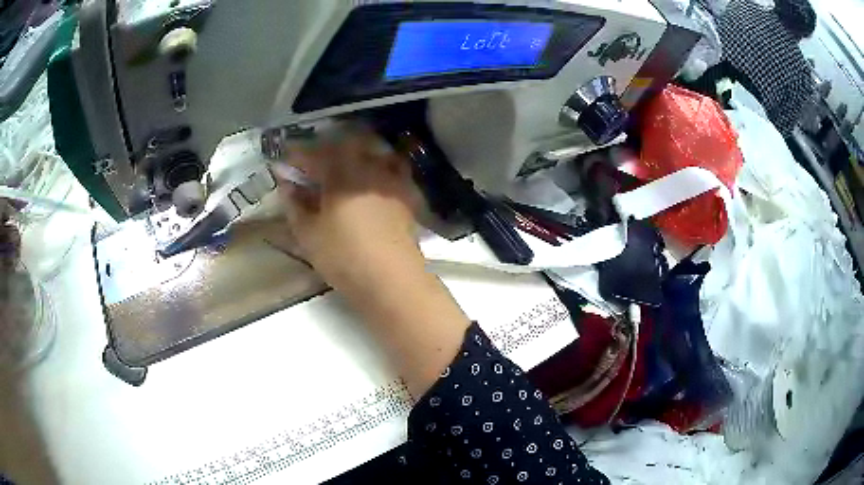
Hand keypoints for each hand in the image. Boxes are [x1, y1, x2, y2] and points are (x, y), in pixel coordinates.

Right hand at [275, 127, 421, 287]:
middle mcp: (369, 168)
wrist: (392, 280)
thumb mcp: (308, 235)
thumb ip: (295, 206)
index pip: (315, 155)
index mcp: (341, 173)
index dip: (298, 155)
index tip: (286, 161)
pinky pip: (394, 170)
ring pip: (373, 154)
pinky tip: (374, 184)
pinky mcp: (407, 196)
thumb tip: (287, 187)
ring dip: (356, 155)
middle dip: (327, 151)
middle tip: (314, 165)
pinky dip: (381, 169)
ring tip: (344, 170)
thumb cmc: (344, 257)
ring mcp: (392, 180)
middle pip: (346, 147)